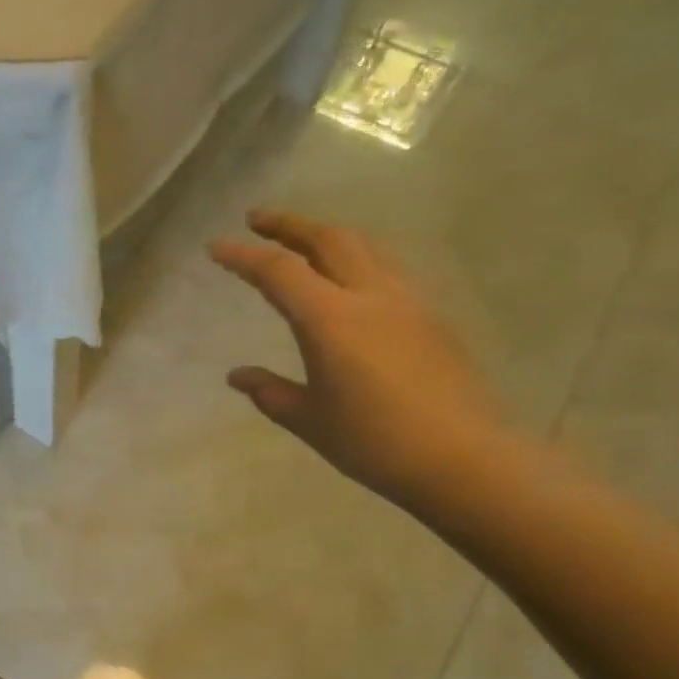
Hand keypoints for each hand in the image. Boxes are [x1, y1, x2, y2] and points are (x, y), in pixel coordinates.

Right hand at [210, 211, 506, 510]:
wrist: (463, 458)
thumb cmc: (375, 442)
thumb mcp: (311, 421)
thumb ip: (270, 392)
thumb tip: (237, 376)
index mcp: (332, 319)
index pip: (279, 272)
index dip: (243, 257)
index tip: (216, 247)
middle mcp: (370, 295)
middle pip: (328, 239)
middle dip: (289, 225)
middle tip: (258, 220)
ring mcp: (407, 301)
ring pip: (364, 246)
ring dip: (326, 235)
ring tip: (303, 241)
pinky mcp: (431, 316)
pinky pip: (387, 268)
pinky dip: (357, 257)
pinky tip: (351, 278)